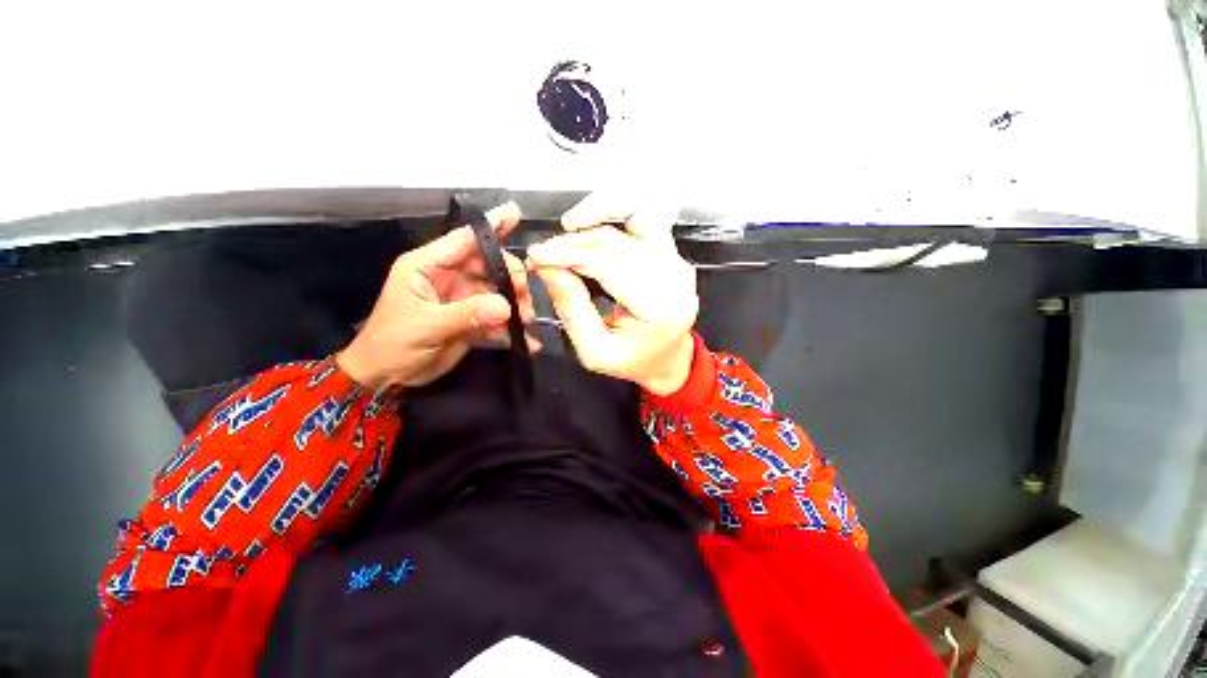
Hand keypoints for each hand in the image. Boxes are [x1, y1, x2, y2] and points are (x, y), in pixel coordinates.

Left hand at [337, 202, 537, 391]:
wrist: (386, 377)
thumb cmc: (392, 343)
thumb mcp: (426, 325)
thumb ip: (467, 314)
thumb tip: (506, 306)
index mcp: (428, 266)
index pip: (463, 240)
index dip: (490, 227)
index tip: (515, 213)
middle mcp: (448, 278)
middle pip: (488, 266)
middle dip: (510, 277)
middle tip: (524, 296)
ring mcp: (462, 300)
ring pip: (497, 293)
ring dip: (516, 305)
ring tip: (527, 320)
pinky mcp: (471, 321)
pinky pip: (497, 319)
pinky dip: (511, 329)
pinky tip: (528, 341)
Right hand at [527, 193, 697, 395]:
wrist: (667, 357)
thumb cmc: (633, 361)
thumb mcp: (595, 352)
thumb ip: (572, 309)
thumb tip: (547, 266)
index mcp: (662, 308)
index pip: (611, 266)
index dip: (570, 255)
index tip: (536, 256)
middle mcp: (675, 277)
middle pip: (619, 243)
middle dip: (574, 244)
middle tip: (543, 254)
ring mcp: (675, 259)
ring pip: (632, 220)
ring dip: (593, 220)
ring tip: (564, 234)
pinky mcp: (669, 250)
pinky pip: (642, 215)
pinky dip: (613, 210)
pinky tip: (588, 221)